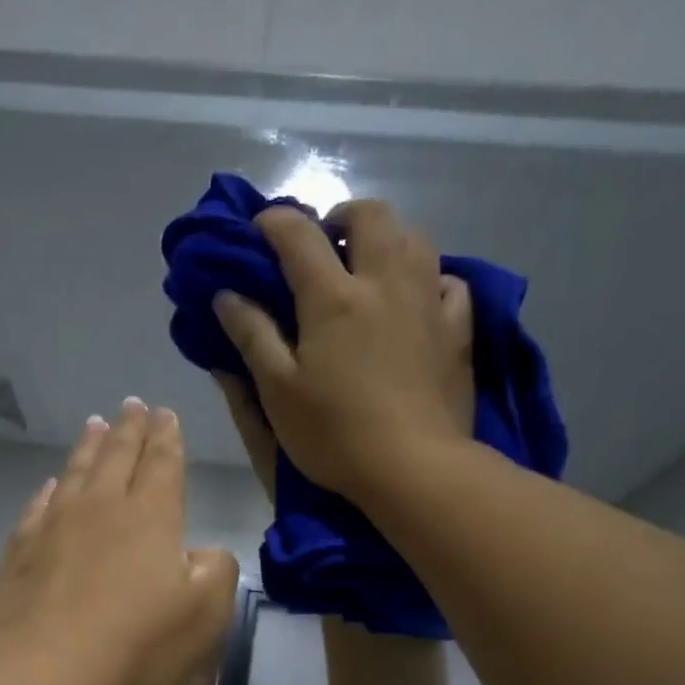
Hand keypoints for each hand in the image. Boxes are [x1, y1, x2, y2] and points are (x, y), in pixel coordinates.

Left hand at [0, 399, 239, 684]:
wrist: (45, 673)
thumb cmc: (138, 647)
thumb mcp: (205, 616)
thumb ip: (215, 574)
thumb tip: (202, 554)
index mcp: (151, 518)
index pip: (162, 466)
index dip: (166, 439)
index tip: (165, 414)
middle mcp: (100, 510)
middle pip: (116, 458)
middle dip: (128, 431)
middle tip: (131, 405)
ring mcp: (53, 529)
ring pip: (75, 474)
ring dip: (88, 448)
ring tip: (93, 424)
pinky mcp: (19, 555)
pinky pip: (37, 508)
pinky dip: (48, 491)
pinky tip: (50, 486)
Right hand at [212, 199, 472, 506]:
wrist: (413, 467)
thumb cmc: (334, 433)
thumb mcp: (277, 390)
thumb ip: (252, 336)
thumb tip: (227, 294)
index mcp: (333, 297)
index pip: (298, 235)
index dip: (273, 223)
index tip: (258, 231)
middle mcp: (385, 282)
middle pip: (370, 216)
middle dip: (339, 217)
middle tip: (321, 244)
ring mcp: (428, 301)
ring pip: (415, 237)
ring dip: (386, 239)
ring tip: (367, 268)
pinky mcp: (458, 329)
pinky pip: (449, 281)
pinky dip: (428, 277)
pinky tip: (416, 298)